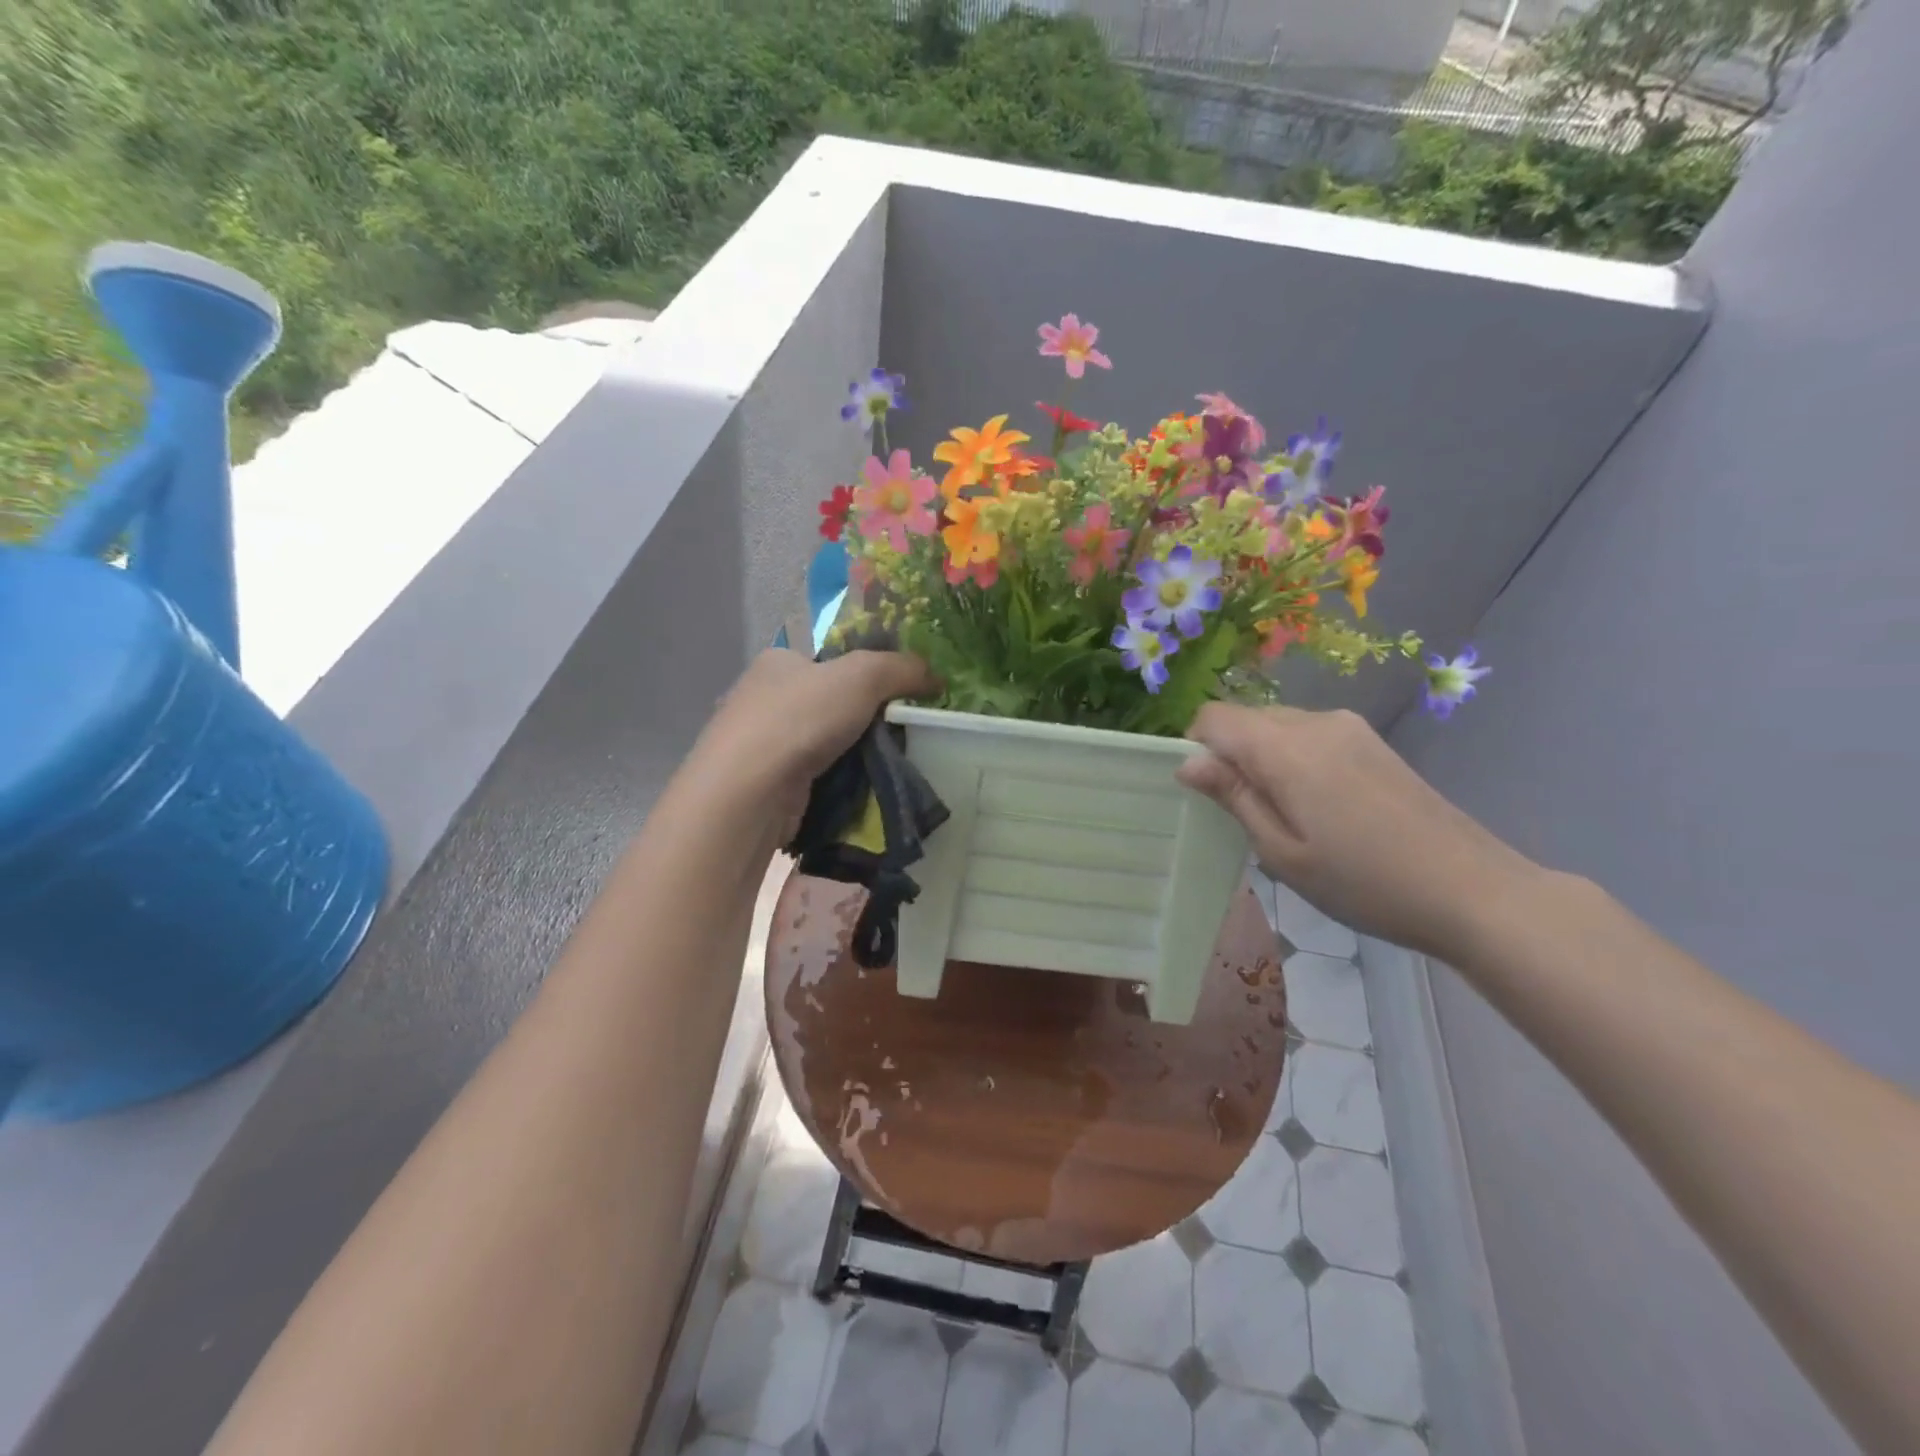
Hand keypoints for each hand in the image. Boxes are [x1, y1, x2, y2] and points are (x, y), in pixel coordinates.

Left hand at [687, 648, 936, 823]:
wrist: (749, 793)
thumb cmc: (800, 719)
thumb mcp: (862, 675)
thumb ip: (902, 668)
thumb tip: (936, 676)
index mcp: (777, 662)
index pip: (829, 662)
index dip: (866, 674)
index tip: (899, 696)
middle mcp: (762, 698)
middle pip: (830, 705)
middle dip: (864, 721)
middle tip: (901, 734)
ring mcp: (760, 745)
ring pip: (824, 745)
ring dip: (853, 756)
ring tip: (888, 767)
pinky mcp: (765, 785)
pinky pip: (814, 779)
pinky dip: (837, 784)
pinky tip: (860, 793)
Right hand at [1178, 704, 1543, 958]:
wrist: (1472, 890)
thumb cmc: (1363, 881)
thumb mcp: (1283, 851)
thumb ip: (1234, 797)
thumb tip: (1187, 762)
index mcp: (1286, 748)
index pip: (1214, 717)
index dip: (1196, 747)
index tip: (1208, 793)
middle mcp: (1316, 722)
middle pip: (1246, 718)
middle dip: (1231, 755)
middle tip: (1248, 815)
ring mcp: (1349, 728)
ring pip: (1278, 725)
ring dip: (1264, 758)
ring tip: (1289, 815)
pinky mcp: (1372, 741)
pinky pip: (1310, 735)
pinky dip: (1295, 759)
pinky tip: (1321, 807)